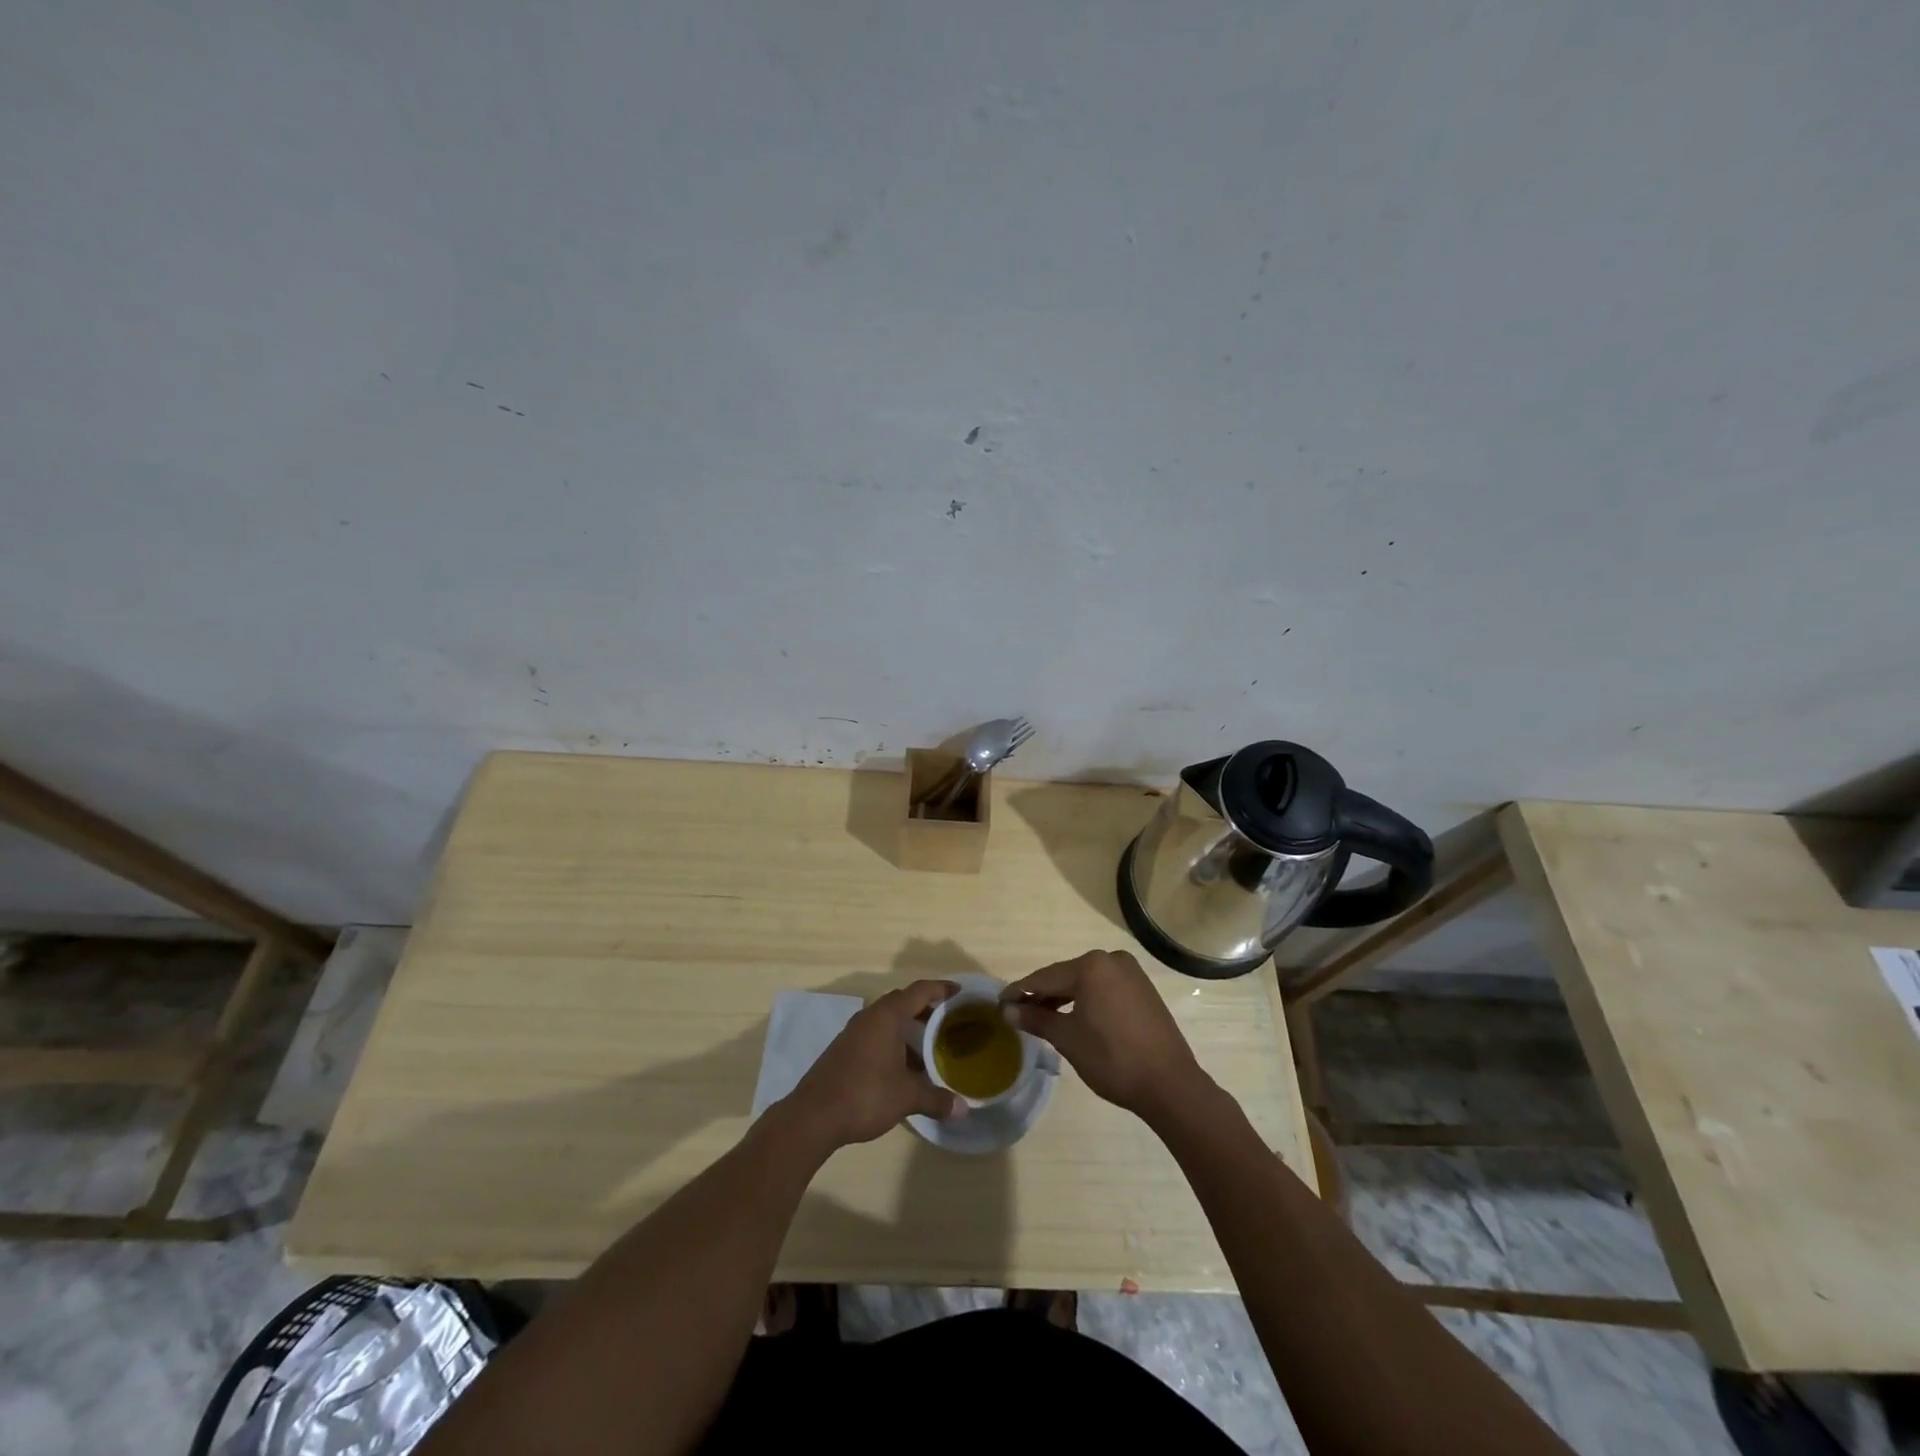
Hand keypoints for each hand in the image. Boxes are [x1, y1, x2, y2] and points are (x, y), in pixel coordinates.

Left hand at [780, 980, 965, 1150]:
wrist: (813, 1116)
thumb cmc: (865, 1095)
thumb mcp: (906, 1097)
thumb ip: (936, 1099)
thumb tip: (963, 1109)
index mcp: (887, 1016)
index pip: (919, 991)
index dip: (940, 989)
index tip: (958, 992)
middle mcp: (869, 1016)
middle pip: (902, 1001)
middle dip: (925, 1008)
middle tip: (946, 1020)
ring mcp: (853, 1032)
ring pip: (886, 1019)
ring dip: (907, 1027)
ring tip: (928, 1046)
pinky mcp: (843, 1049)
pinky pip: (874, 1034)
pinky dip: (892, 1041)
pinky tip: (901, 1066)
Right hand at [1002, 950, 1209, 1121]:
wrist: (1169, 1084)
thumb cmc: (1112, 1058)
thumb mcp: (1068, 1039)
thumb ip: (1037, 1019)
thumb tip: (1009, 1011)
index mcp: (1091, 966)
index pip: (1045, 977)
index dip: (1020, 991)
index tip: (1000, 1002)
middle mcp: (1112, 960)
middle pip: (1066, 976)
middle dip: (1043, 995)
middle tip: (1020, 1012)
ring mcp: (1132, 974)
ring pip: (1087, 982)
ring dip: (1065, 998)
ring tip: (1044, 1018)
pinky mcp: (1144, 990)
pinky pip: (1105, 989)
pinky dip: (1087, 1001)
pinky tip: (1076, 1017)